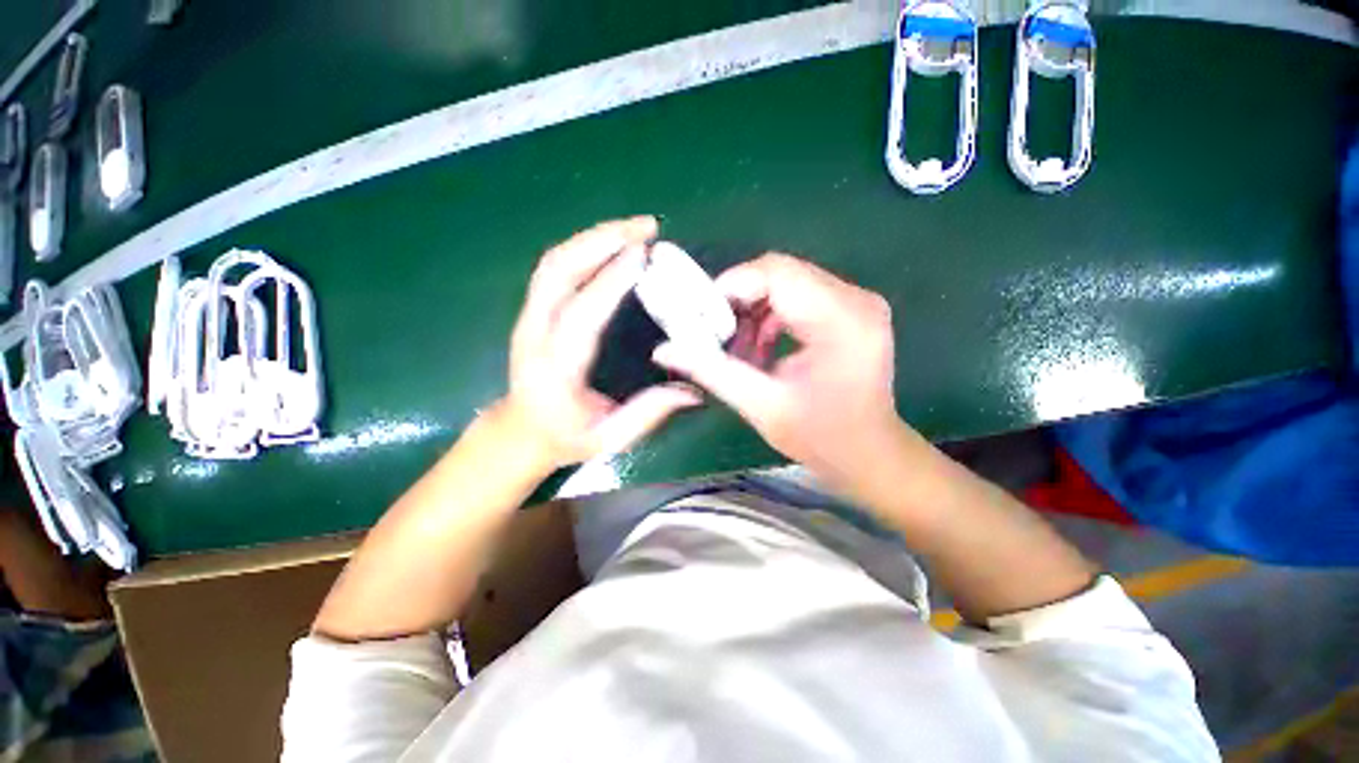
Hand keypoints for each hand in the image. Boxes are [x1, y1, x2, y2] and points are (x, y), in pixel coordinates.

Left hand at [504, 217, 702, 468]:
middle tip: (646, 228)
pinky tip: (611, 242)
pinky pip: (555, 267)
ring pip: (553, 262)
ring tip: (634, 228)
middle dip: (600, 240)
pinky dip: (583, 246)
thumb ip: (648, 414)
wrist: (521, 431)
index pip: (581, 314)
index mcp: (555, 368)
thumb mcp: (609, 438)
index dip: (610, 280)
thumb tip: (693, 390)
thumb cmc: (566, 437)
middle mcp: (534, 333)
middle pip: (557, 271)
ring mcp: (528, 317)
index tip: (643, 254)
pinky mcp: (532, 310)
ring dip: (593, 237)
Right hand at [652, 253, 908, 494]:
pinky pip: (800, 296)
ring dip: (753, 309)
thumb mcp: (762, 406)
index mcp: (841, 320)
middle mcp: (856, 299)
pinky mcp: (851, 311)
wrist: (871, 455)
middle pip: (781, 272)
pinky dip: (771, 316)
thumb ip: (712, 372)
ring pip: (788, 281)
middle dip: (738, 299)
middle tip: (714, 333)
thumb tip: (664, 349)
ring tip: (737, 347)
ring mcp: (858, 302)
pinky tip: (759, 347)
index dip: (731, 286)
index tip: (700, 316)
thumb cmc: (822, 439)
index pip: (776, 273)